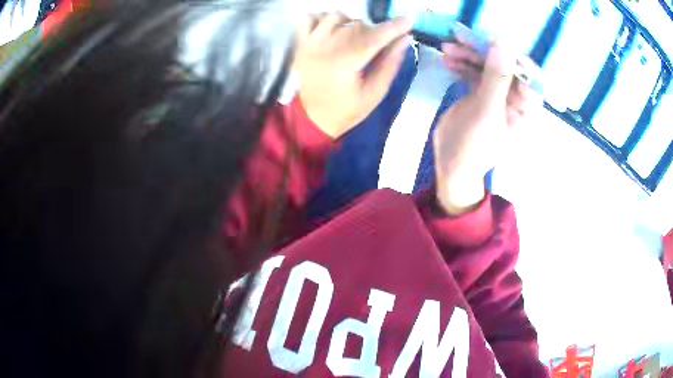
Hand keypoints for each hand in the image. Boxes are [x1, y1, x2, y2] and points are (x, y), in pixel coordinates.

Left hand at [294, 14, 411, 138]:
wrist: (314, 119)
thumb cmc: (348, 110)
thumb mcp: (375, 93)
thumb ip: (390, 64)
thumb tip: (405, 39)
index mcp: (344, 65)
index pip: (373, 38)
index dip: (392, 28)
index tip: (408, 21)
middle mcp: (324, 49)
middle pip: (355, 25)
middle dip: (373, 30)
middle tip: (378, 44)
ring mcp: (309, 44)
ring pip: (335, 17)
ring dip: (351, 23)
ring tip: (355, 37)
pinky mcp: (300, 44)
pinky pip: (310, 18)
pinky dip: (324, 18)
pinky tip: (333, 30)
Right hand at [434, 41, 541, 214]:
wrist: (451, 162)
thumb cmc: (474, 146)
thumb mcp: (487, 113)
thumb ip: (496, 79)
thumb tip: (501, 45)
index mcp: (526, 107)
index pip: (529, 74)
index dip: (513, 56)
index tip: (491, 44)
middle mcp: (515, 97)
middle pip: (505, 65)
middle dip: (484, 52)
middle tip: (460, 41)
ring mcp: (497, 93)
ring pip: (488, 64)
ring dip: (469, 55)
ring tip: (447, 50)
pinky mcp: (482, 92)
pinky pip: (475, 70)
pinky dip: (462, 63)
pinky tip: (448, 61)